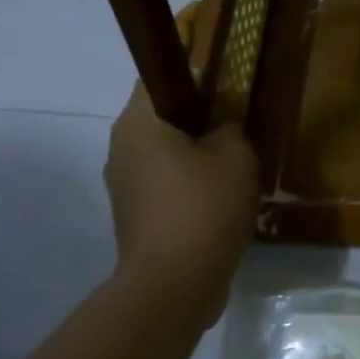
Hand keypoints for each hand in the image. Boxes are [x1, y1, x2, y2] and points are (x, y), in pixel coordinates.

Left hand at [104, 85, 258, 298]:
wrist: (173, 285)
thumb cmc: (204, 208)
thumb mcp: (236, 156)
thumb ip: (230, 127)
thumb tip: (220, 125)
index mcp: (139, 123)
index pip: (159, 77)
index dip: (194, 73)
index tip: (225, 85)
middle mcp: (121, 147)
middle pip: (161, 116)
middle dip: (199, 119)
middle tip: (238, 128)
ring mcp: (124, 184)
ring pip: (163, 152)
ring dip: (195, 155)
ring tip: (234, 167)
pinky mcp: (133, 215)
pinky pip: (163, 184)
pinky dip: (188, 184)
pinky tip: (220, 200)